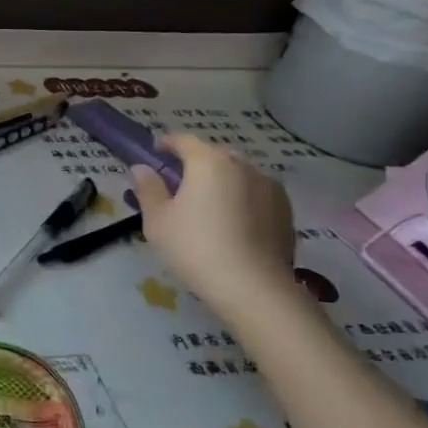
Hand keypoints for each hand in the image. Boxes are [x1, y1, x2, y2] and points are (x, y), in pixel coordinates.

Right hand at [132, 134, 297, 309]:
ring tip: (208, 204)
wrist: (253, 287)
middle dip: (196, 162)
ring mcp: (270, 187)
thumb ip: (148, 189)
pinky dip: (241, 199)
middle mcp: (243, 166)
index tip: (155, 151)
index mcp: (209, 162)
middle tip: (179, 182)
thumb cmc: (195, 247)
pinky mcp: (286, 210)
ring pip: (238, 174)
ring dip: (222, 181)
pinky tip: (233, 222)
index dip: (167, 143)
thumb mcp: (158, 220)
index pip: (184, 141)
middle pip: (214, 155)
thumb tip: (142, 168)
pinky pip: (256, 194)